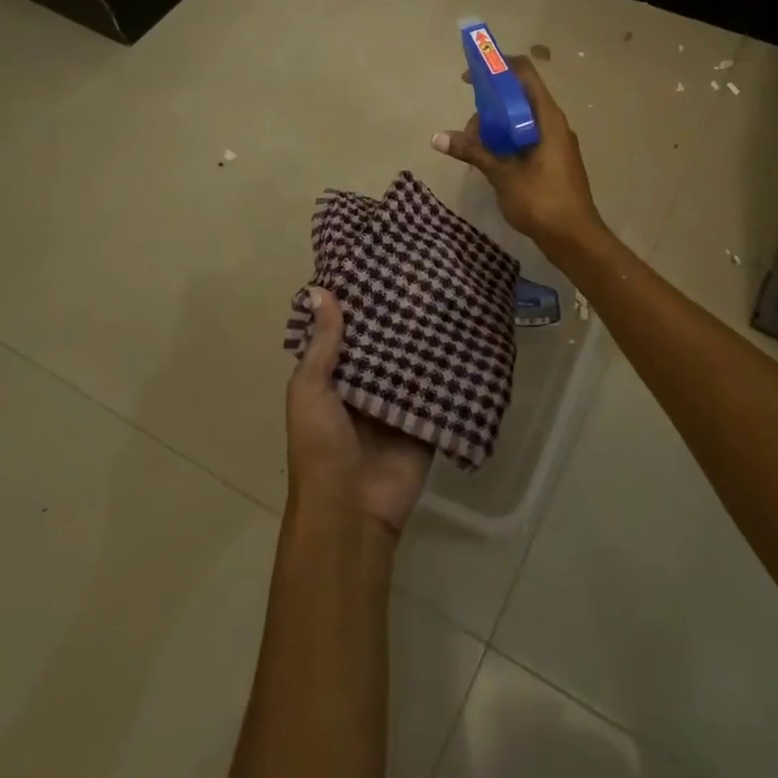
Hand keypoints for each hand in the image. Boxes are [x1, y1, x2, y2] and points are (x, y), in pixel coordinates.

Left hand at [286, 288, 432, 536]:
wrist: (352, 511)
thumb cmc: (321, 448)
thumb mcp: (310, 392)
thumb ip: (322, 345)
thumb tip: (321, 290)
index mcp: (334, 380)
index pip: (349, 333)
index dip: (361, 304)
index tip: (381, 266)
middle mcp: (366, 388)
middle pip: (385, 346)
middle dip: (399, 318)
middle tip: (424, 274)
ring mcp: (397, 405)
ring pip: (413, 364)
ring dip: (426, 340)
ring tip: (448, 294)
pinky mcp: (425, 421)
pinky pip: (439, 391)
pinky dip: (449, 370)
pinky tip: (467, 336)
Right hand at [433, 54, 602, 251]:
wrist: (575, 238)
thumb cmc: (542, 201)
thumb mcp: (503, 174)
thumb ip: (473, 151)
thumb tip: (437, 137)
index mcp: (548, 118)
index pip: (524, 74)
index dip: (497, 67)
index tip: (470, 78)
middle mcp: (554, 123)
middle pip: (518, 98)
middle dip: (489, 108)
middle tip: (468, 134)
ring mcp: (556, 142)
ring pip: (521, 121)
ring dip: (496, 129)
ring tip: (475, 152)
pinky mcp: (553, 160)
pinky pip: (526, 138)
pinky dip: (507, 142)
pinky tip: (491, 162)